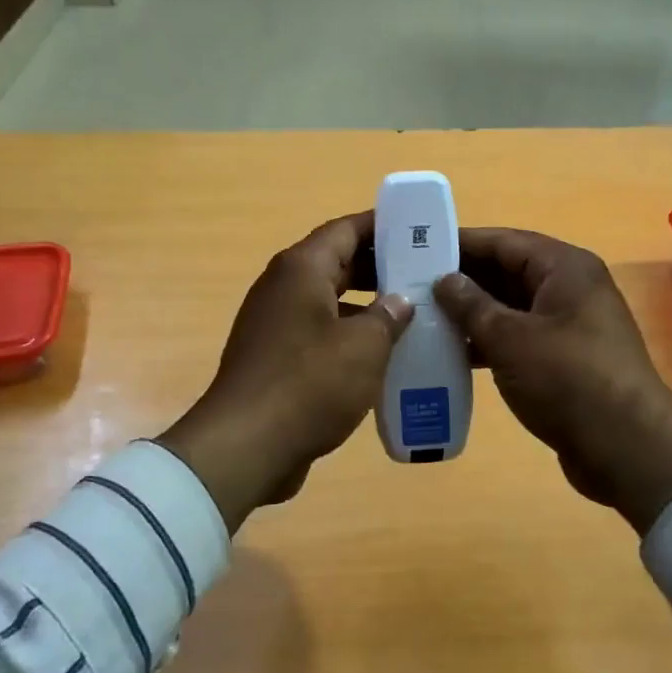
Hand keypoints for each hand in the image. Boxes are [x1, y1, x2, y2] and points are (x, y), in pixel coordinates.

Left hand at [157, 211, 411, 532]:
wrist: (246, 447)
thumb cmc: (309, 384)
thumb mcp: (364, 347)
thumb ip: (388, 316)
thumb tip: (400, 301)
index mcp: (301, 270)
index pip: (345, 230)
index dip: (382, 226)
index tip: (417, 229)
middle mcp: (283, 288)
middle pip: (336, 264)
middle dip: (380, 268)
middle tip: (425, 275)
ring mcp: (275, 325)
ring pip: (329, 303)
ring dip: (367, 308)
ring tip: (412, 317)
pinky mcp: (275, 360)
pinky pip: (319, 335)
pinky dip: (349, 339)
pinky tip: (382, 359)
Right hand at [435, 228, 671, 534]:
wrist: (626, 448)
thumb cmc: (567, 379)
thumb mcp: (510, 338)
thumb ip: (472, 304)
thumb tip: (444, 279)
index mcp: (564, 268)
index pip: (503, 241)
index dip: (460, 244)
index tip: (416, 248)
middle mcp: (569, 289)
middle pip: (507, 272)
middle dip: (461, 279)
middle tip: (410, 286)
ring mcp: (568, 326)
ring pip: (510, 308)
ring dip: (471, 313)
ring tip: (423, 318)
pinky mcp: (564, 360)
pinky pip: (518, 338)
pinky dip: (488, 342)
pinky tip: (452, 353)